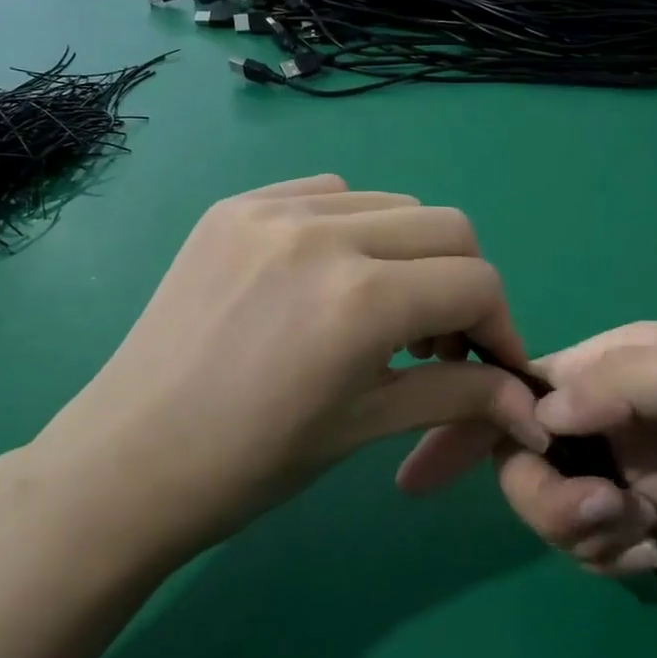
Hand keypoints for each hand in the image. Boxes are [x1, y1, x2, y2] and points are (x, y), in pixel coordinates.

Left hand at [26, 177, 543, 553]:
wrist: (127, 461)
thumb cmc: (250, 464)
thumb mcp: (366, 426)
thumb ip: (458, 396)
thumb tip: (528, 403)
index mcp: (362, 299)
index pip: (476, 283)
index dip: (500, 326)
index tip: (491, 365)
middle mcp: (323, 233)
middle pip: (447, 228)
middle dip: (463, 283)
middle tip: (438, 340)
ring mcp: (272, 209)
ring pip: (390, 204)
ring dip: (409, 253)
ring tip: (379, 310)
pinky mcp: (234, 207)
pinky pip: (325, 193)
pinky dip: (351, 228)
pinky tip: (326, 278)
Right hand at [399, 321, 656, 582]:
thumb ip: (619, 384)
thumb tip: (534, 407)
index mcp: (619, 361)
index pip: (522, 383)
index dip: (471, 418)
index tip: (425, 469)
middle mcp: (616, 410)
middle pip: (528, 451)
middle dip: (541, 492)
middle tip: (600, 519)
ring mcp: (636, 466)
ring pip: (556, 498)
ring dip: (575, 527)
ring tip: (637, 538)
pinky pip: (596, 537)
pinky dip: (605, 551)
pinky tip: (652, 555)